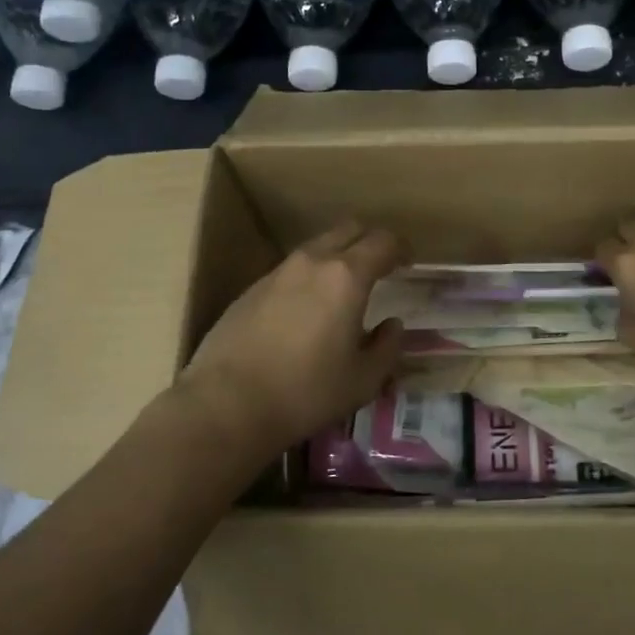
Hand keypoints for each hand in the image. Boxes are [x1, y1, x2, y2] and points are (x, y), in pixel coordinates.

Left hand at [177, 222, 407, 456]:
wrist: (226, 404)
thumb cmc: (306, 392)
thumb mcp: (363, 380)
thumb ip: (387, 347)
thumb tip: (392, 325)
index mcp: (347, 276)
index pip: (383, 241)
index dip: (401, 248)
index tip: (408, 263)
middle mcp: (313, 262)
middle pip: (349, 229)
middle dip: (370, 241)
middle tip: (380, 267)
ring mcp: (278, 272)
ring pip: (317, 246)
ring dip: (338, 257)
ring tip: (344, 290)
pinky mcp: (252, 288)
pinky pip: (292, 269)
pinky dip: (309, 276)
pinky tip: (306, 311)